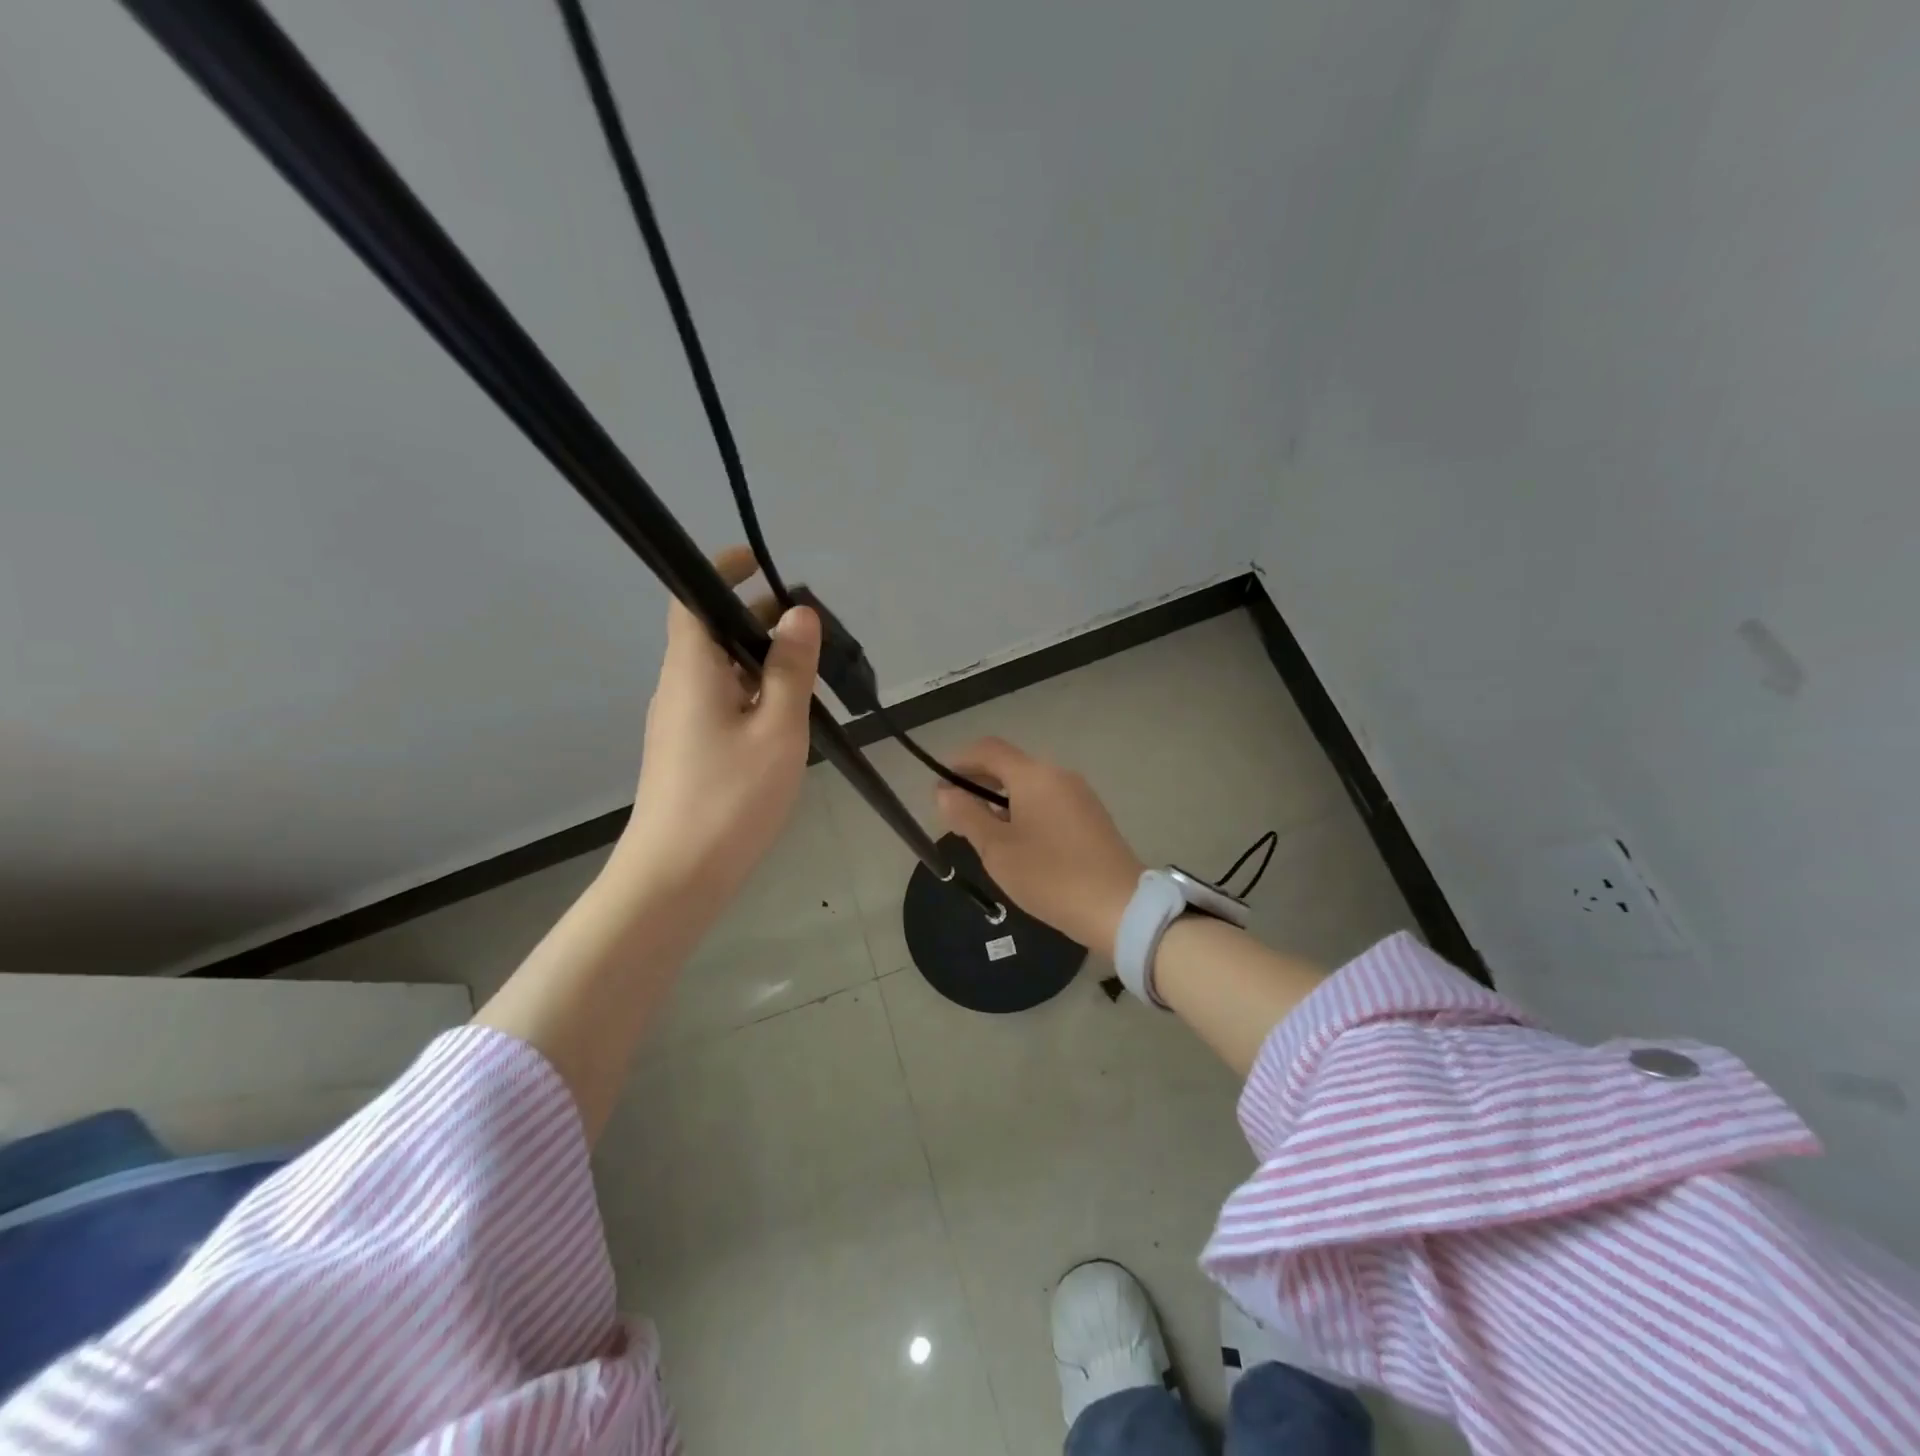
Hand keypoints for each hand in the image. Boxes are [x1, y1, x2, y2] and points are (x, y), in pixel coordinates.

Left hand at [611, 545, 820, 916]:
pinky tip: (785, 718)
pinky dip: (752, 692)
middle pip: (710, 632)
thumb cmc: (730, 796)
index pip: (691, 597)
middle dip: (756, 618)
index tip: (760, 564)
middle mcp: (677, 686)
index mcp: (691, 669)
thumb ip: (790, 668)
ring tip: (809, 672)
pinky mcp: (688, 750)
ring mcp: (679, 721)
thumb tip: (798, 614)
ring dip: (759, 660)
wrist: (677, 875)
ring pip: (720, 671)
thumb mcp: (777, 728)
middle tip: (810, 628)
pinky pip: (721, 702)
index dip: (720, 571)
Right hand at [932, 738, 1145, 956]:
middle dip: (978, 783)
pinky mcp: (1091, 816)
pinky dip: (1024, 810)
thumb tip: (944, 792)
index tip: (939, 785)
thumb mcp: (997, 850)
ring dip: (1001, 800)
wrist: (1119, 908)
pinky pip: (1048, 801)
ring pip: (1030, 785)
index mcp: (1034, 775)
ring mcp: (1079, 795)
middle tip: (954, 814)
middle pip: (1010, 765)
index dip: (959, 761)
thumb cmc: (1050, 876)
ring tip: (981, 832)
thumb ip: (967, 815)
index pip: (988, 749)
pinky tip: (1016, 841)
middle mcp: (1058, 775)